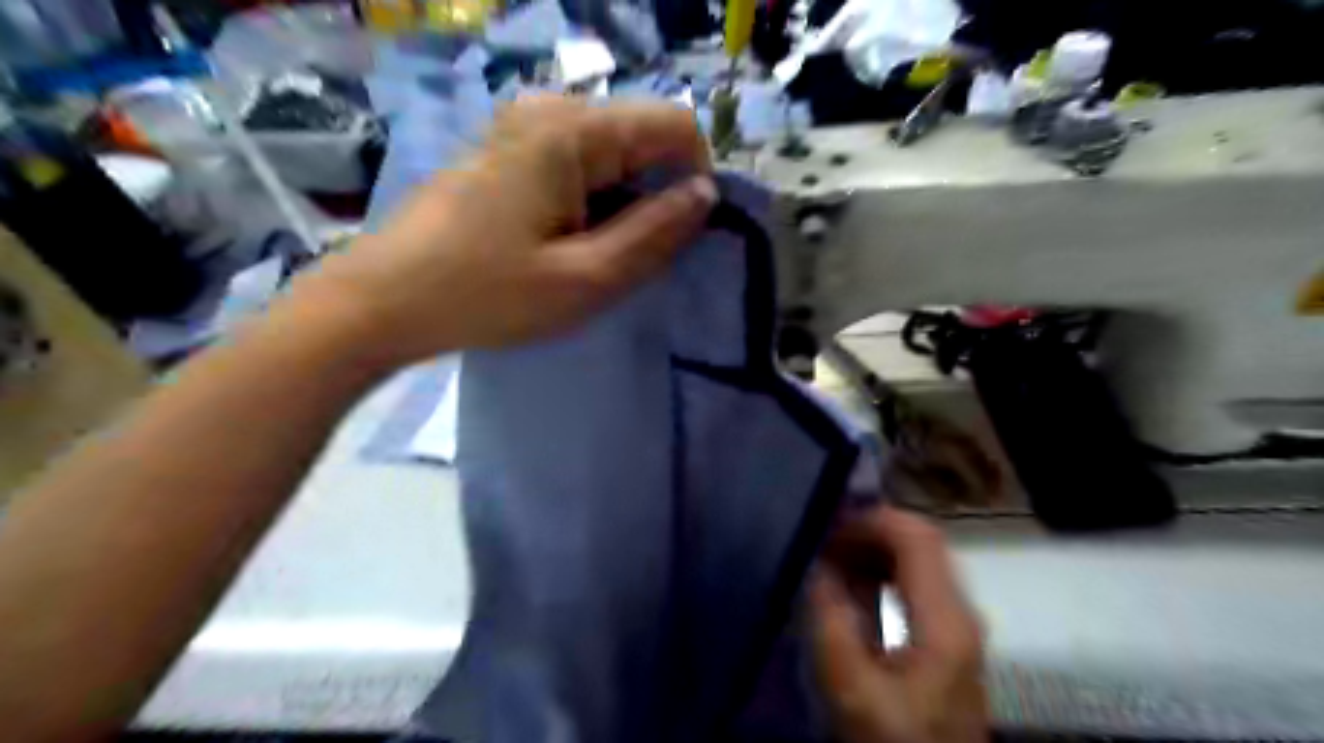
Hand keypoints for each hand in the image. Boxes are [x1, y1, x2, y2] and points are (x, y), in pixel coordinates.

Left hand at [298, 95, 714, 366]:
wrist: (383, 300)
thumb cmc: (486, 294)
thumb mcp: (585, 279)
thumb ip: (654, 233)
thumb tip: (705, 194)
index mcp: (571, 130)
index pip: (674, 124)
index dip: (695, 176)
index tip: (681, 235)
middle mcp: (548, 110)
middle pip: (641, 135)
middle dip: (656, 193)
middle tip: (634, 257)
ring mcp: (521, 128)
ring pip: (610, 153)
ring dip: (624, 202)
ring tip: (598, 255)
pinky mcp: (506, 152)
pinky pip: (576, 163)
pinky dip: (593, 200)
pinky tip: (567, 241)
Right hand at [814, 506, 986, 742]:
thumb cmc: (893, 741)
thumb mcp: (849, 687)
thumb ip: (829, 619)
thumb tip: (816, 566)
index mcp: (944, 618)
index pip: (916, 535)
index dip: (870, 520)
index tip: (825, 528)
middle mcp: (959, 612)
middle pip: (920, 543)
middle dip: (867, 533)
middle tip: (820, 543)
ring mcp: (957, 627)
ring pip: (917, 562)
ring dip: (871, 553)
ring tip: (827, 564)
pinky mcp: (947, 643)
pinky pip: (914, 586)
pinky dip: (879, 576)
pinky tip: (849, 593)